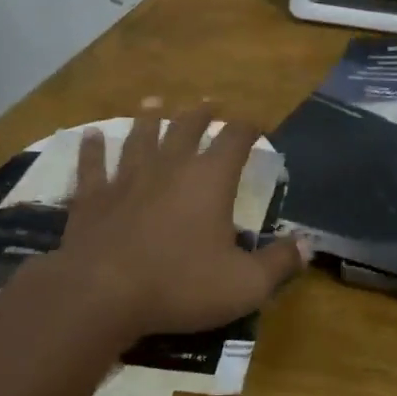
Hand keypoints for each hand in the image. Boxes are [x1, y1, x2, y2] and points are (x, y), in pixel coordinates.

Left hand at [49, 102, 307, 340]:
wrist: (102, 294)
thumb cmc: (180, 285)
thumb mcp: (244, 285)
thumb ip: (279, 264)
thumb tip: (306, 246)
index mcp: (210, 180)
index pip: (236, 139)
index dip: (249, 127)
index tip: (257, 123)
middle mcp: (170, 166)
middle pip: (187, 128)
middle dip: (201, 114)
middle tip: (208, 103)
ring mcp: (127, 178)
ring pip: (140, 137)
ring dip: (149, 118)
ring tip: (154, 102)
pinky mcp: (92, 196)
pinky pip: (92, 164)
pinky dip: (92, 148)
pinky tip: (90, 134)